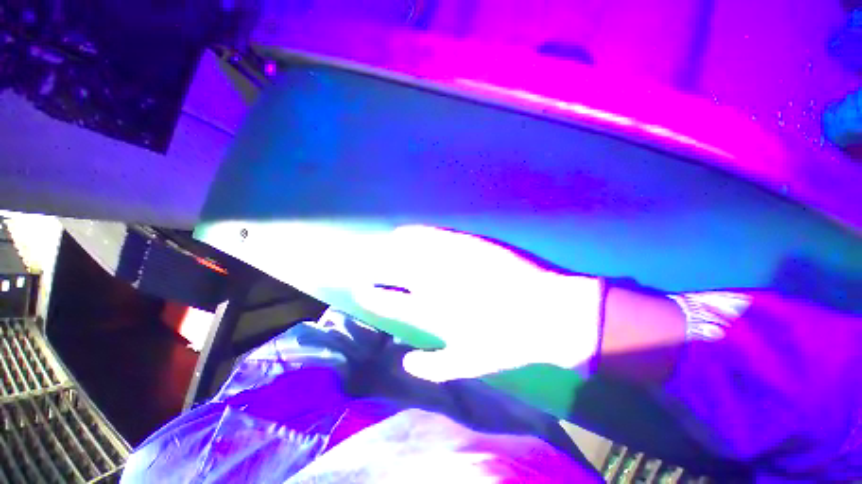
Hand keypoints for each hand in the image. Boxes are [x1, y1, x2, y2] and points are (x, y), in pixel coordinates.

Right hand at [353, 225, 603, 381]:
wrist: (549, 312)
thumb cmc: (510, 342)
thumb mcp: (471, 364)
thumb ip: (435, 366)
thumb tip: (406, 361)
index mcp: (431, 311)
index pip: (388, 300)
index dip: (370, 294)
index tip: (360, 288)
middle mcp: (433, 282)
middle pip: (391, 270)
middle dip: (372, 267)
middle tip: (361, 264)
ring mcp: (449, 260)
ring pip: (406, 249)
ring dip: (388, 248)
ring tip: (379, 245)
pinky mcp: (466, 243)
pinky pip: (433, 235)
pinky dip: (415, 233)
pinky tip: (406, 232)